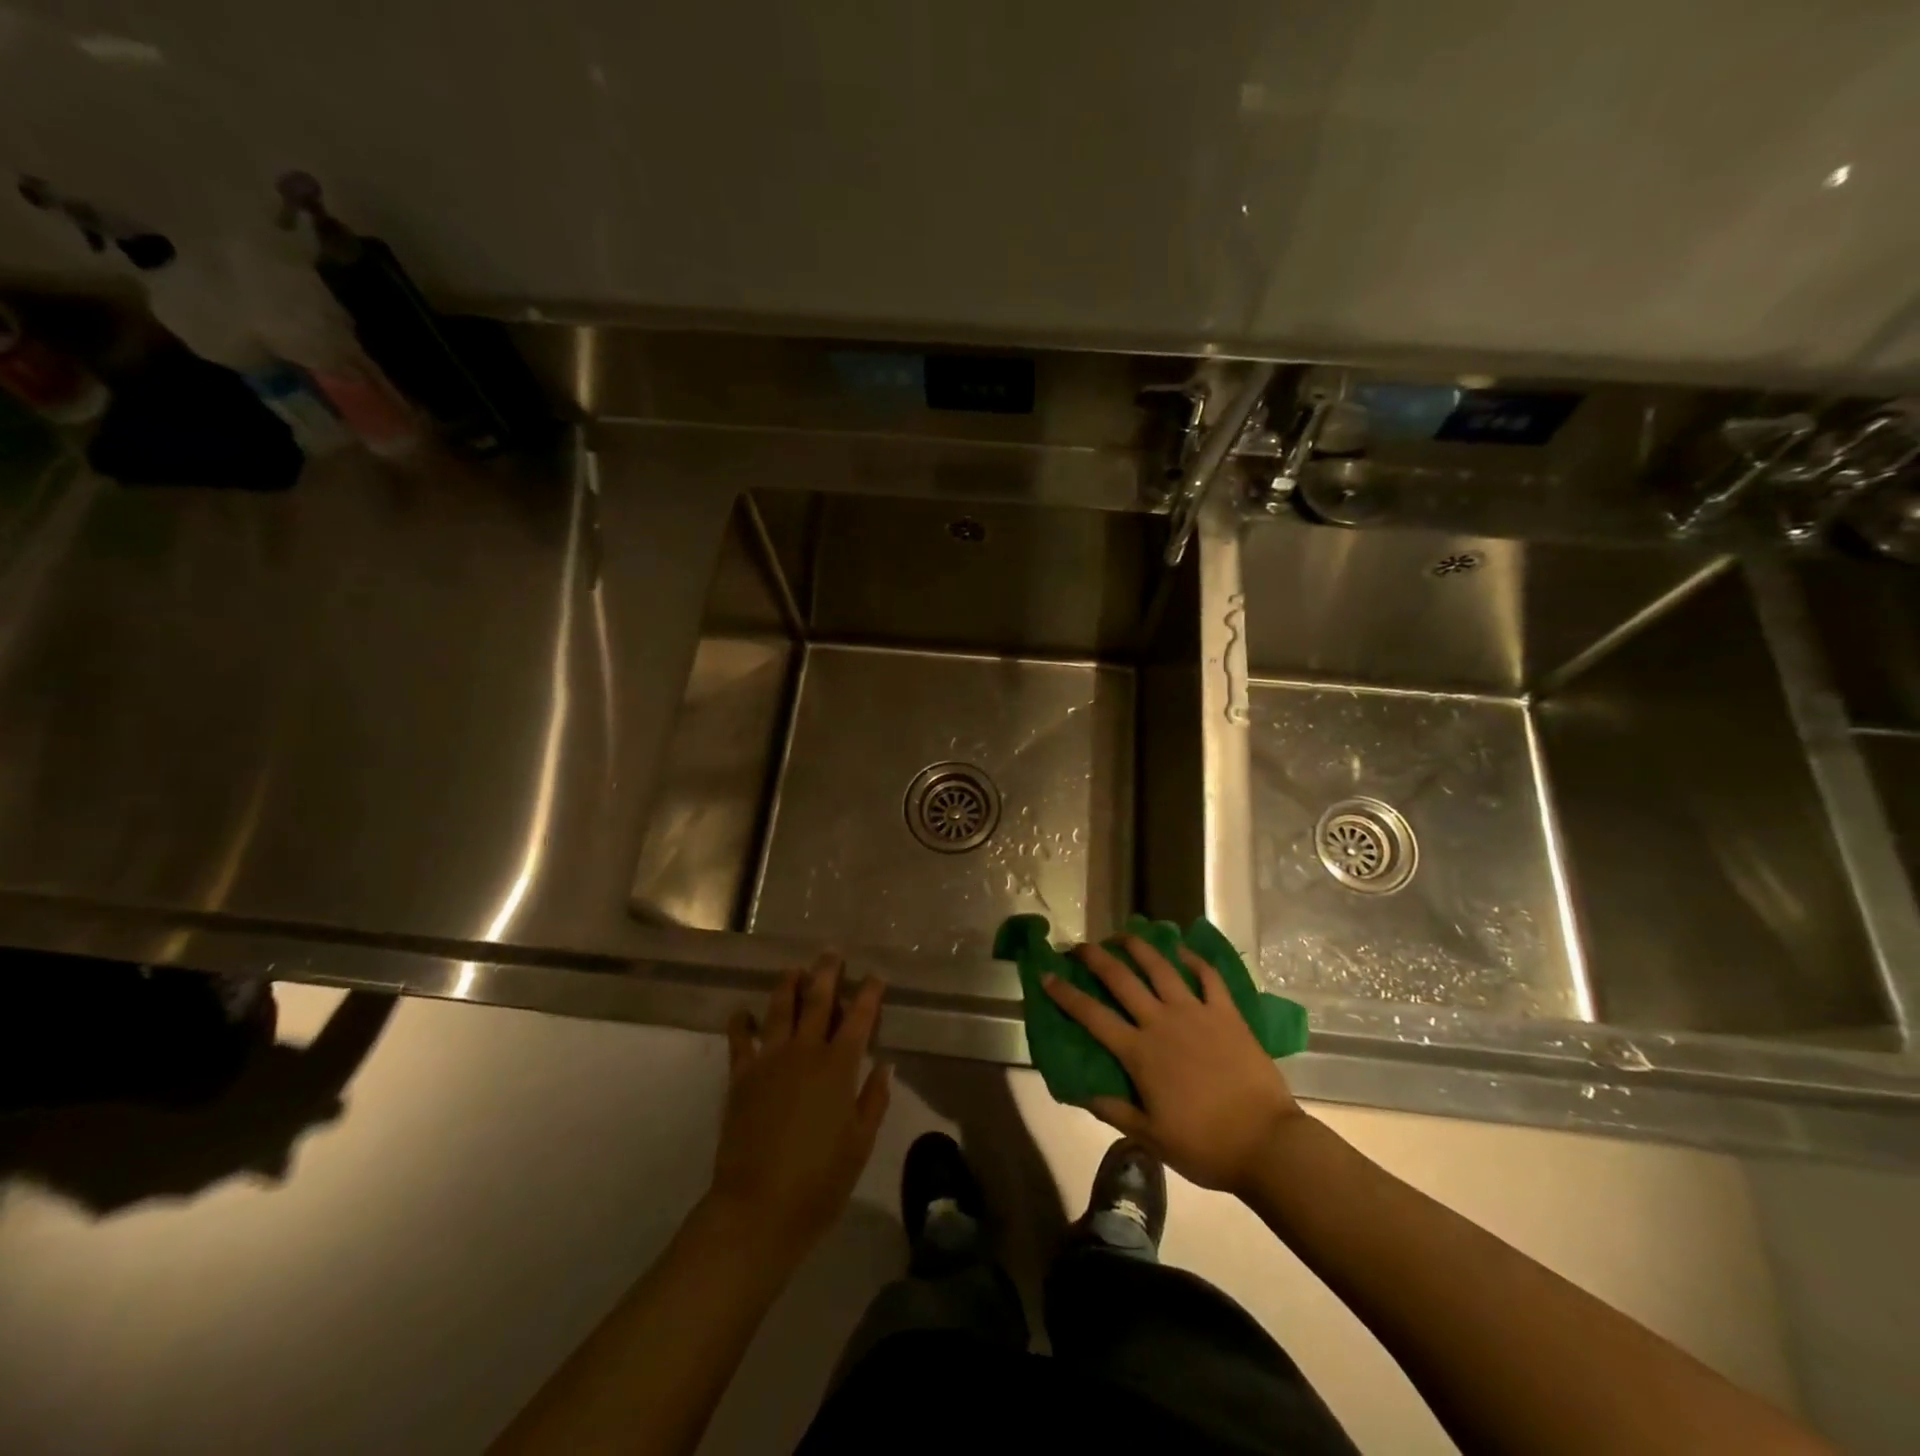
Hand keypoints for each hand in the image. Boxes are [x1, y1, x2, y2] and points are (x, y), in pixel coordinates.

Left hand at [708, 954, 891, 1261]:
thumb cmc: (819, 1181)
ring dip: (789, 986)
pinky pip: (741, 1040)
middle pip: (818, 1002)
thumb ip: (873, 1100)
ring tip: (794, 969)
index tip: (875, 976)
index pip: (859, 1019)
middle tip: (831, 953)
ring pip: (780, 1010)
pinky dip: (742, 1022)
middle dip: (827, 974)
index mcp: (838, 1067)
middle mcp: (804, 1053)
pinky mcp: (741, 1077)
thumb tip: (883, 1065)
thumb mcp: (860, 1144)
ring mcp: (769, 1061)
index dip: (869, 994)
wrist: (757, 1209)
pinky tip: (743, 1010)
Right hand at [1044, 934, 1302, 1195]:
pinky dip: (1194, 960)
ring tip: (1123, 935)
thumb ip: (1115, 1111)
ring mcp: (1196, 1012)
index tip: (1046, 975)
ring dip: (1138, 947)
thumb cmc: (1205, 1145)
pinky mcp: (1226, 1013)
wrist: (1266, 1143)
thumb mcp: (1151, 1138)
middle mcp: (1162, 1022)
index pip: (1092, 1016)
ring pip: (1161, 967)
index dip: (1065, 994)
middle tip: (1080, 946)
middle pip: (1121, 979)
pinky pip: (1208, 977)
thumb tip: (1081, 1092)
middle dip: (1096, 958)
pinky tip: (1182, 951)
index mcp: (1139, 1052)